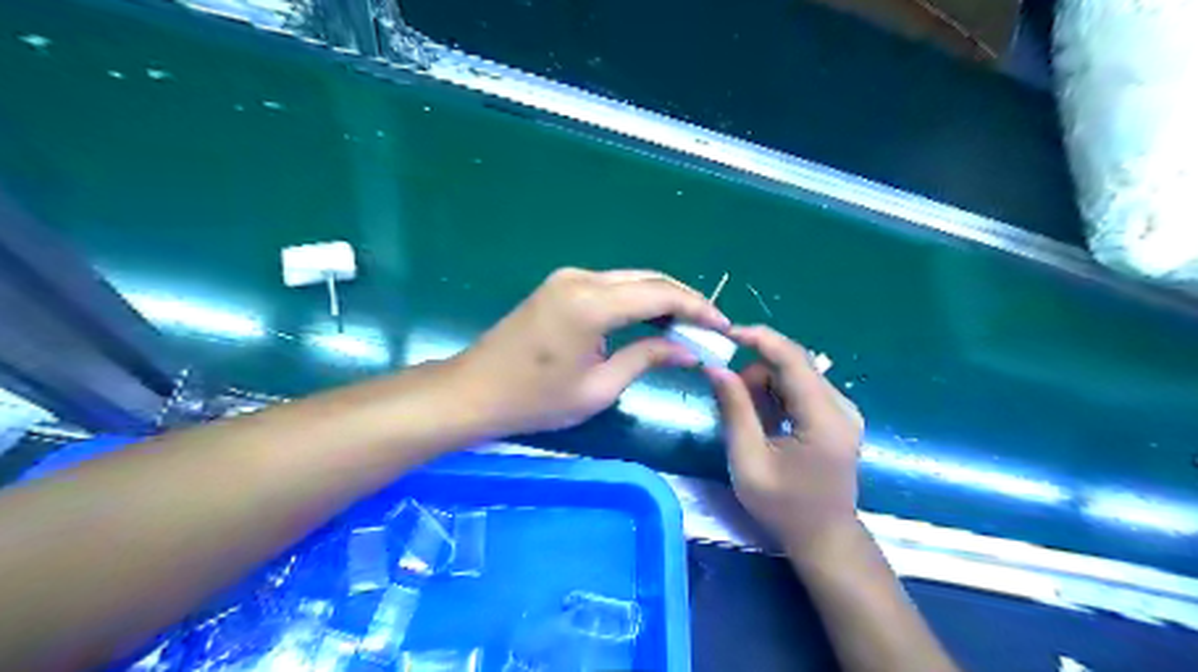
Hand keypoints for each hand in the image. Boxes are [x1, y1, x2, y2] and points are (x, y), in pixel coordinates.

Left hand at [449, 267, 731, 436]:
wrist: (474, 391)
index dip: (697, 308)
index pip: (660, 294)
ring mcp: (568, 278)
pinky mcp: (560, 285)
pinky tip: (651, 321)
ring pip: (631, 279)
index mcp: (592, 304)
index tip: (723, 326)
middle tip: (710, 327)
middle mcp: (582, 278)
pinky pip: (611, 286)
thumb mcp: (599, 387)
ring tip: (687, 327)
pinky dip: (637, 300)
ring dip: (661, 299)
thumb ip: (647, 358)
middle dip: (684, 300)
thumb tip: (690, 350)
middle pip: (649, 280)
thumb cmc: (535, 400)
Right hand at [704, 325, 862, 555]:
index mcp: (825, 418)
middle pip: (792, 364)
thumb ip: (734, 410)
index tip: (725, 333)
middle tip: (730, 399)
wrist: (824, 538)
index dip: (759, 338)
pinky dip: (777, 396)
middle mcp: (841, 406)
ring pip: (795, 374)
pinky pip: (801, 389)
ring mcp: (843, 410)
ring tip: (750, 420)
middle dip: (755, 372)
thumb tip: (715, 368)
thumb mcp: (749, 461)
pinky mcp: (838, 416)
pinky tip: (767, 423)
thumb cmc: (784, 507)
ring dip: (764, 386)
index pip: (793, 358)